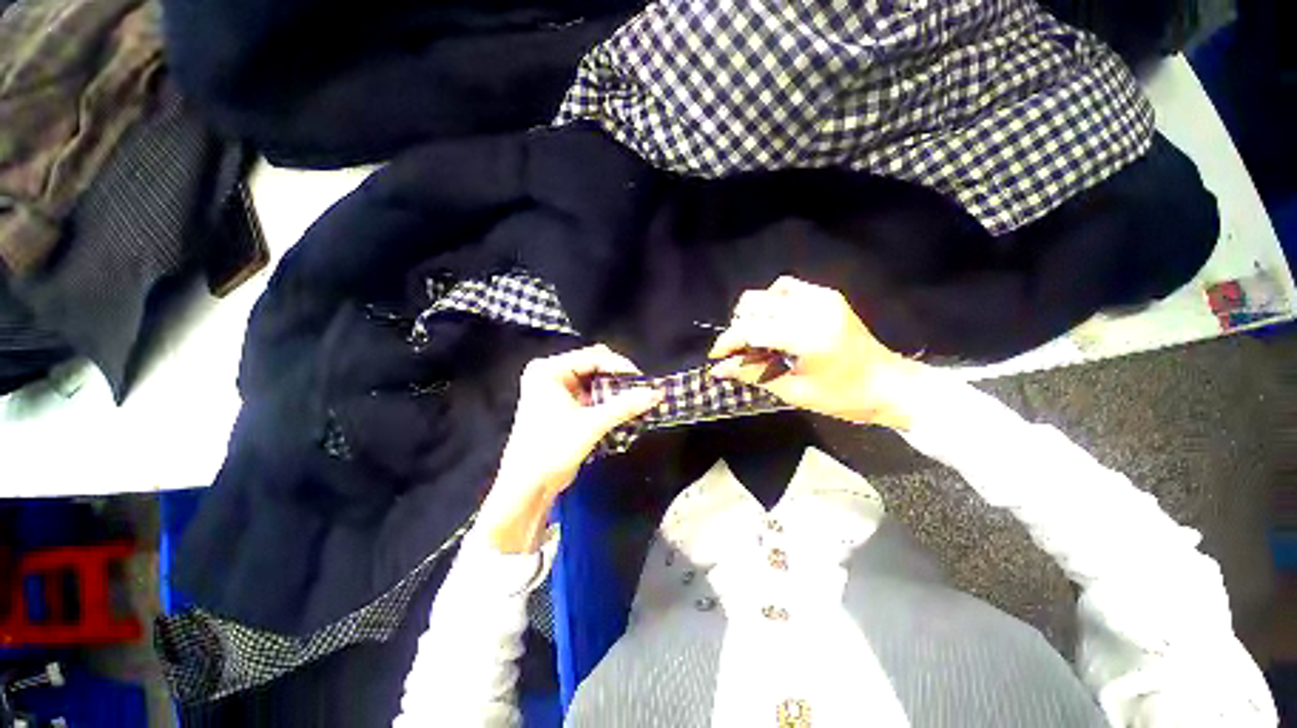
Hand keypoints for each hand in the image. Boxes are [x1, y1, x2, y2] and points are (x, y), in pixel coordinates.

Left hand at [481, 345, 662, 552]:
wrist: (527, 487)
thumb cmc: (552, 449)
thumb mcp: (591, 425)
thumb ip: (624, 406)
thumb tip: (656, 394)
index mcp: (549, 370)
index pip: (592, 357)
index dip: (620, 366)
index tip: (643, 381)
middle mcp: (551, 374)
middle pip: (594, 367)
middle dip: (618, 378)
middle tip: (641, 390)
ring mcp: (556, 390)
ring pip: (594, 382)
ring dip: (614, 391)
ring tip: (636, 400)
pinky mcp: (562, 406)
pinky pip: (590, 395)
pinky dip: (606, 402)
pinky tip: (623, 410)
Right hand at [708, 276, 923, 428]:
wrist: (889, 384)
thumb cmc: (843, 396)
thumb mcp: (794, 391)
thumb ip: (753, 374)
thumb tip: (719, 369)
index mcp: (807, 336)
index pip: (751, 328)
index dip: (728, 341)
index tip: (716, 356)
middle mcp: (812, 308)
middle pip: (754, 304)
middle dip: (738, 327)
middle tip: (738, 352)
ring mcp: (821, 298)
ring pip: (767, 292)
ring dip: (753, 313)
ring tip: (754, 337)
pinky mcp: (827, 296)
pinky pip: (787, 287)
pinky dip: (772, 302)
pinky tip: (773, 321)